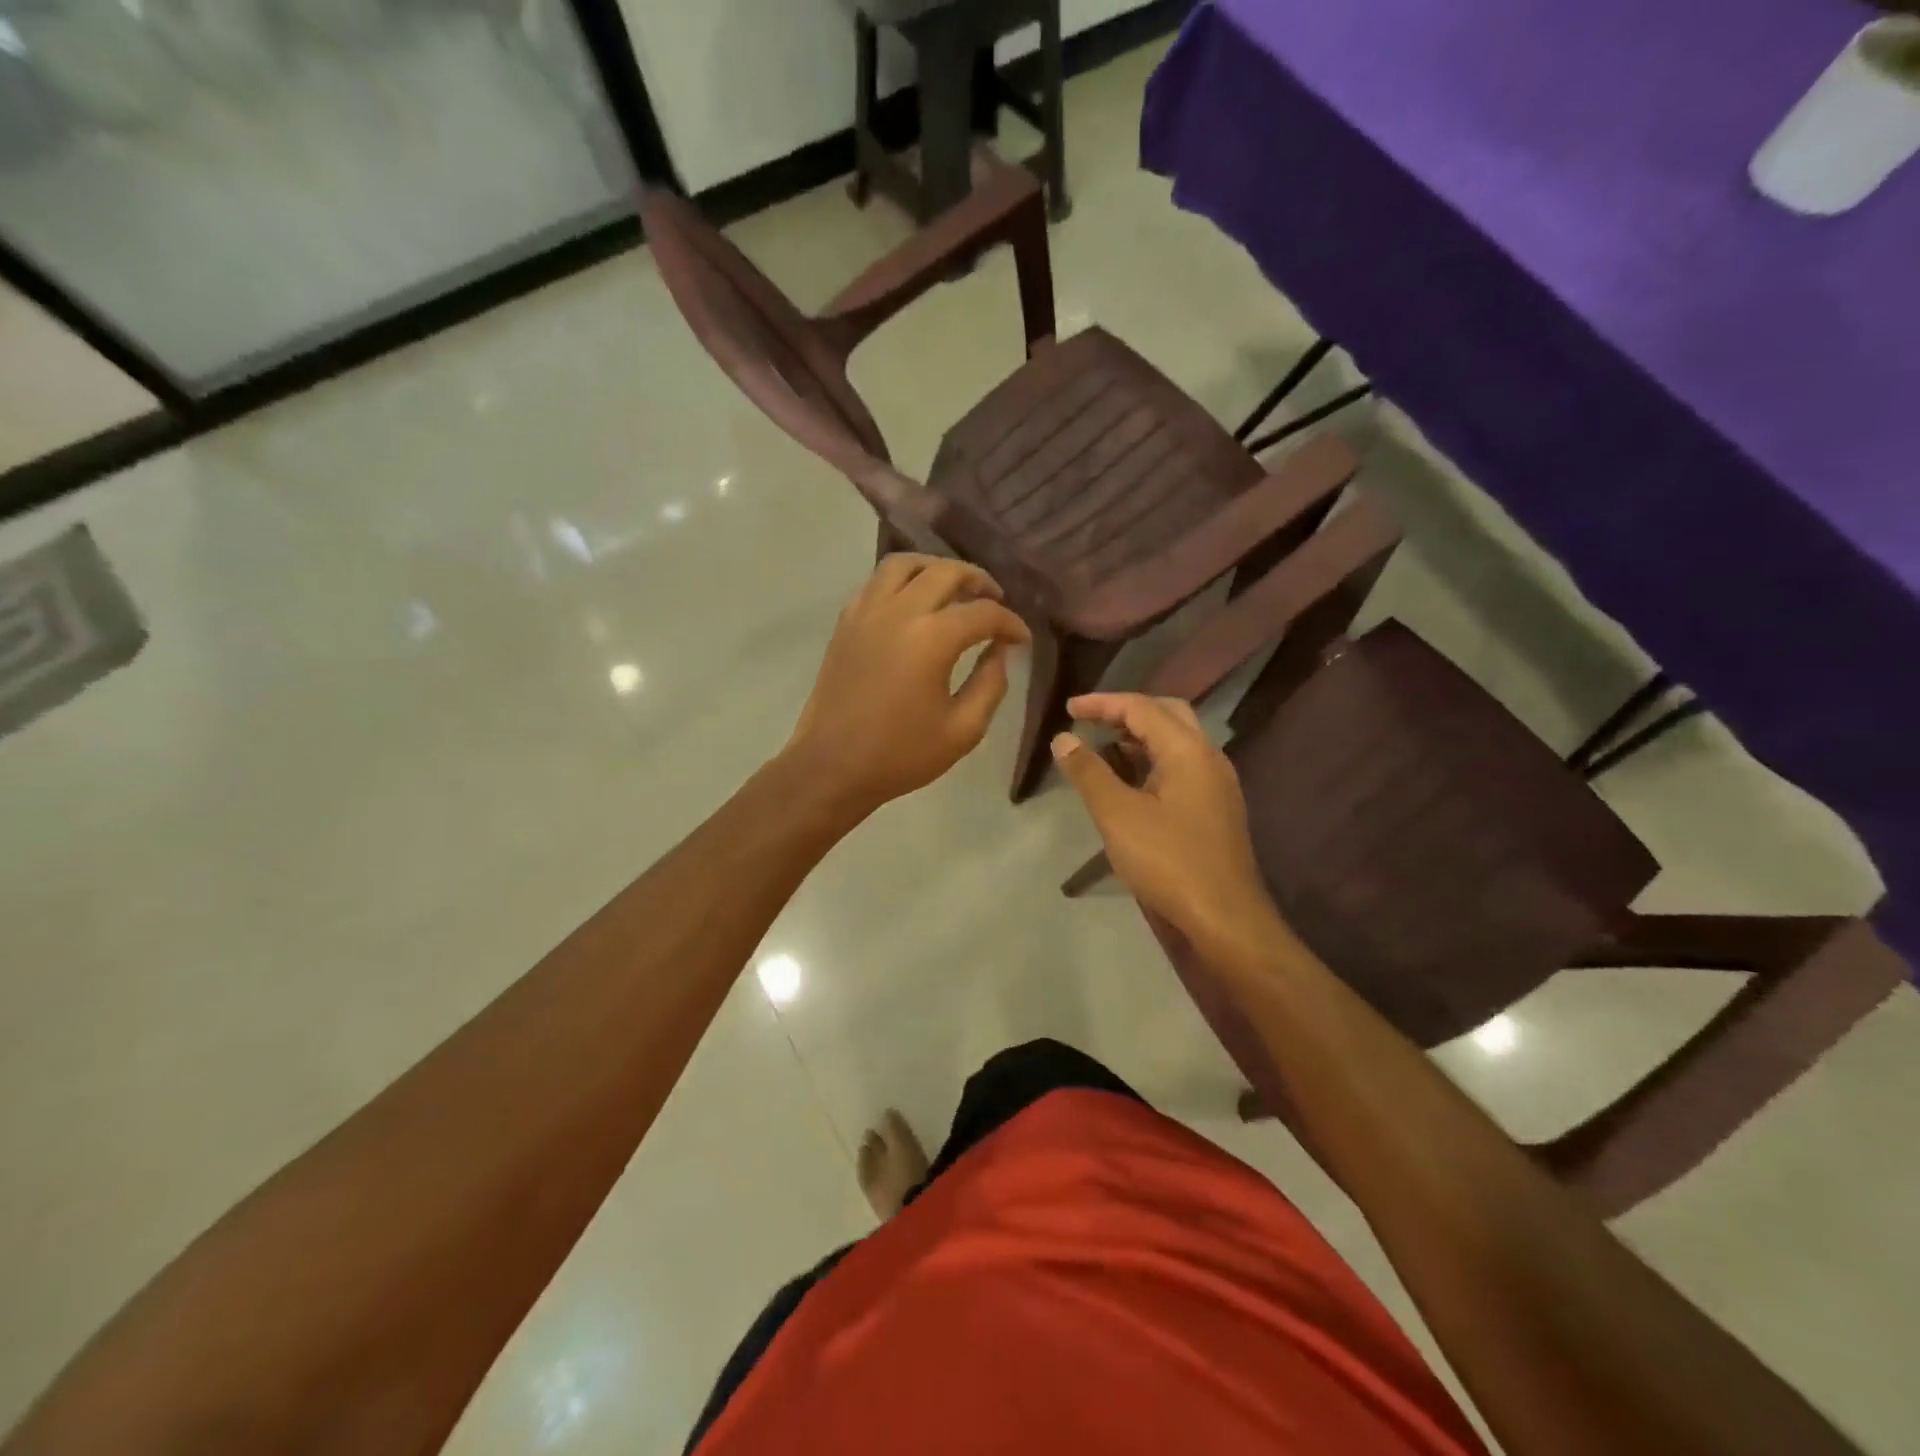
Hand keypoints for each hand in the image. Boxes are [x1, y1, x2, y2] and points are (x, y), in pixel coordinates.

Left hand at [783, 554, 1029, 818]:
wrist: (832, 766)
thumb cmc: (901, 755)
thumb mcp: (963, 730)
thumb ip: (990, 685)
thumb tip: (999, 652)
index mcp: (931, 638)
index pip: (983, 613)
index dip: (1010, 623)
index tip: (1021, 639)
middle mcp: (898, 611)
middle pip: (946, 572)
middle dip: (978, 581)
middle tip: (995, 601)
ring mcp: (866, 612)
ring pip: (905, 564)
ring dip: (936, 569)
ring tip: (953, 589)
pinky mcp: (845, 622)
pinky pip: (877, 582)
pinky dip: (902, 581)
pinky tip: (913, 603)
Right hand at [1052, 694, 1285, 960]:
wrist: (1224, 917)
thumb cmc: (1168, 860)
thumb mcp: (1117, 814)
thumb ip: (1089, 772)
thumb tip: (1064, 738)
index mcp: (1188, 750)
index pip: (1142, 708)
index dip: (1102, 703)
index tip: (1069, 708)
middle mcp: (1208, 757)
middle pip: (1166, 714)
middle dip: (1126, 712)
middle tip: (1091, 721)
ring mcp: (1216, 783)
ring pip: (1176, 742)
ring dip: (1139, 737)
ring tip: (1102, 748)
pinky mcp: (1214, 808)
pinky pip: (1181, 767)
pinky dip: (1151, 761)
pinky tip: (1129, 782)